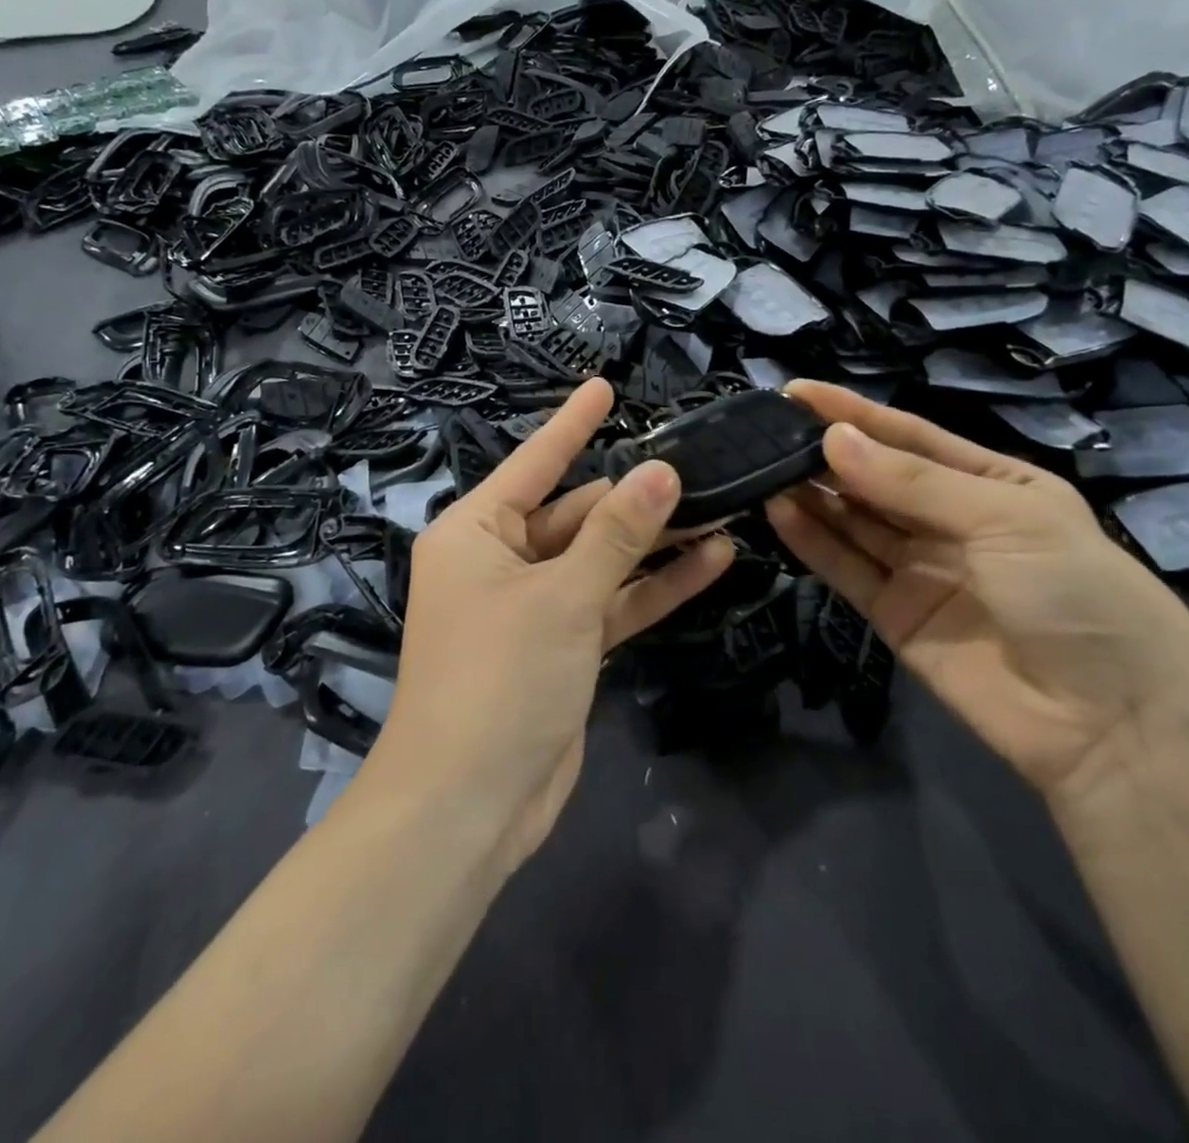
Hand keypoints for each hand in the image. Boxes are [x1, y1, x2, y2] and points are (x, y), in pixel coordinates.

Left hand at [376, 379, 733, 868]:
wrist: (469, 803)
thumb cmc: (499, 678)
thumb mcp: (562, 596)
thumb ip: (616, 534)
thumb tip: (661, 470)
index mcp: (475, 532)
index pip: (534, 463)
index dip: (572, 424)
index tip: (605, 385)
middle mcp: (499, 560)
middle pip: (574, 513)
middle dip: (633, 495)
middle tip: (698, 464)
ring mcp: (533, 606)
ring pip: (599, 559)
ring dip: (653, 541)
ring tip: (719, 506)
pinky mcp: (561, 648)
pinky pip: (610, 603)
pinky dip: (653, 587)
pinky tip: (712, 562)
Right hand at [766, 381, 1188, 804]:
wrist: (1112, 728)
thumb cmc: (1077, 595)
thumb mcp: (1005, 519)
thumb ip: (912, 481)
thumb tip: (832, 439)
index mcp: (993, 484)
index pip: (910, 436)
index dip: (855, 413)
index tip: (797, 392)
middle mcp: (951, 521)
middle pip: (876, 477)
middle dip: (825, 453)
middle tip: (767, 433)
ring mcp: (920, 569)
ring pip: (853, 520)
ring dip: (811, 494)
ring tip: (760, 468)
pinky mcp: (893, 613)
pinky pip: (845, 568)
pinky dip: (812, 541)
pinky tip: (778, 513)